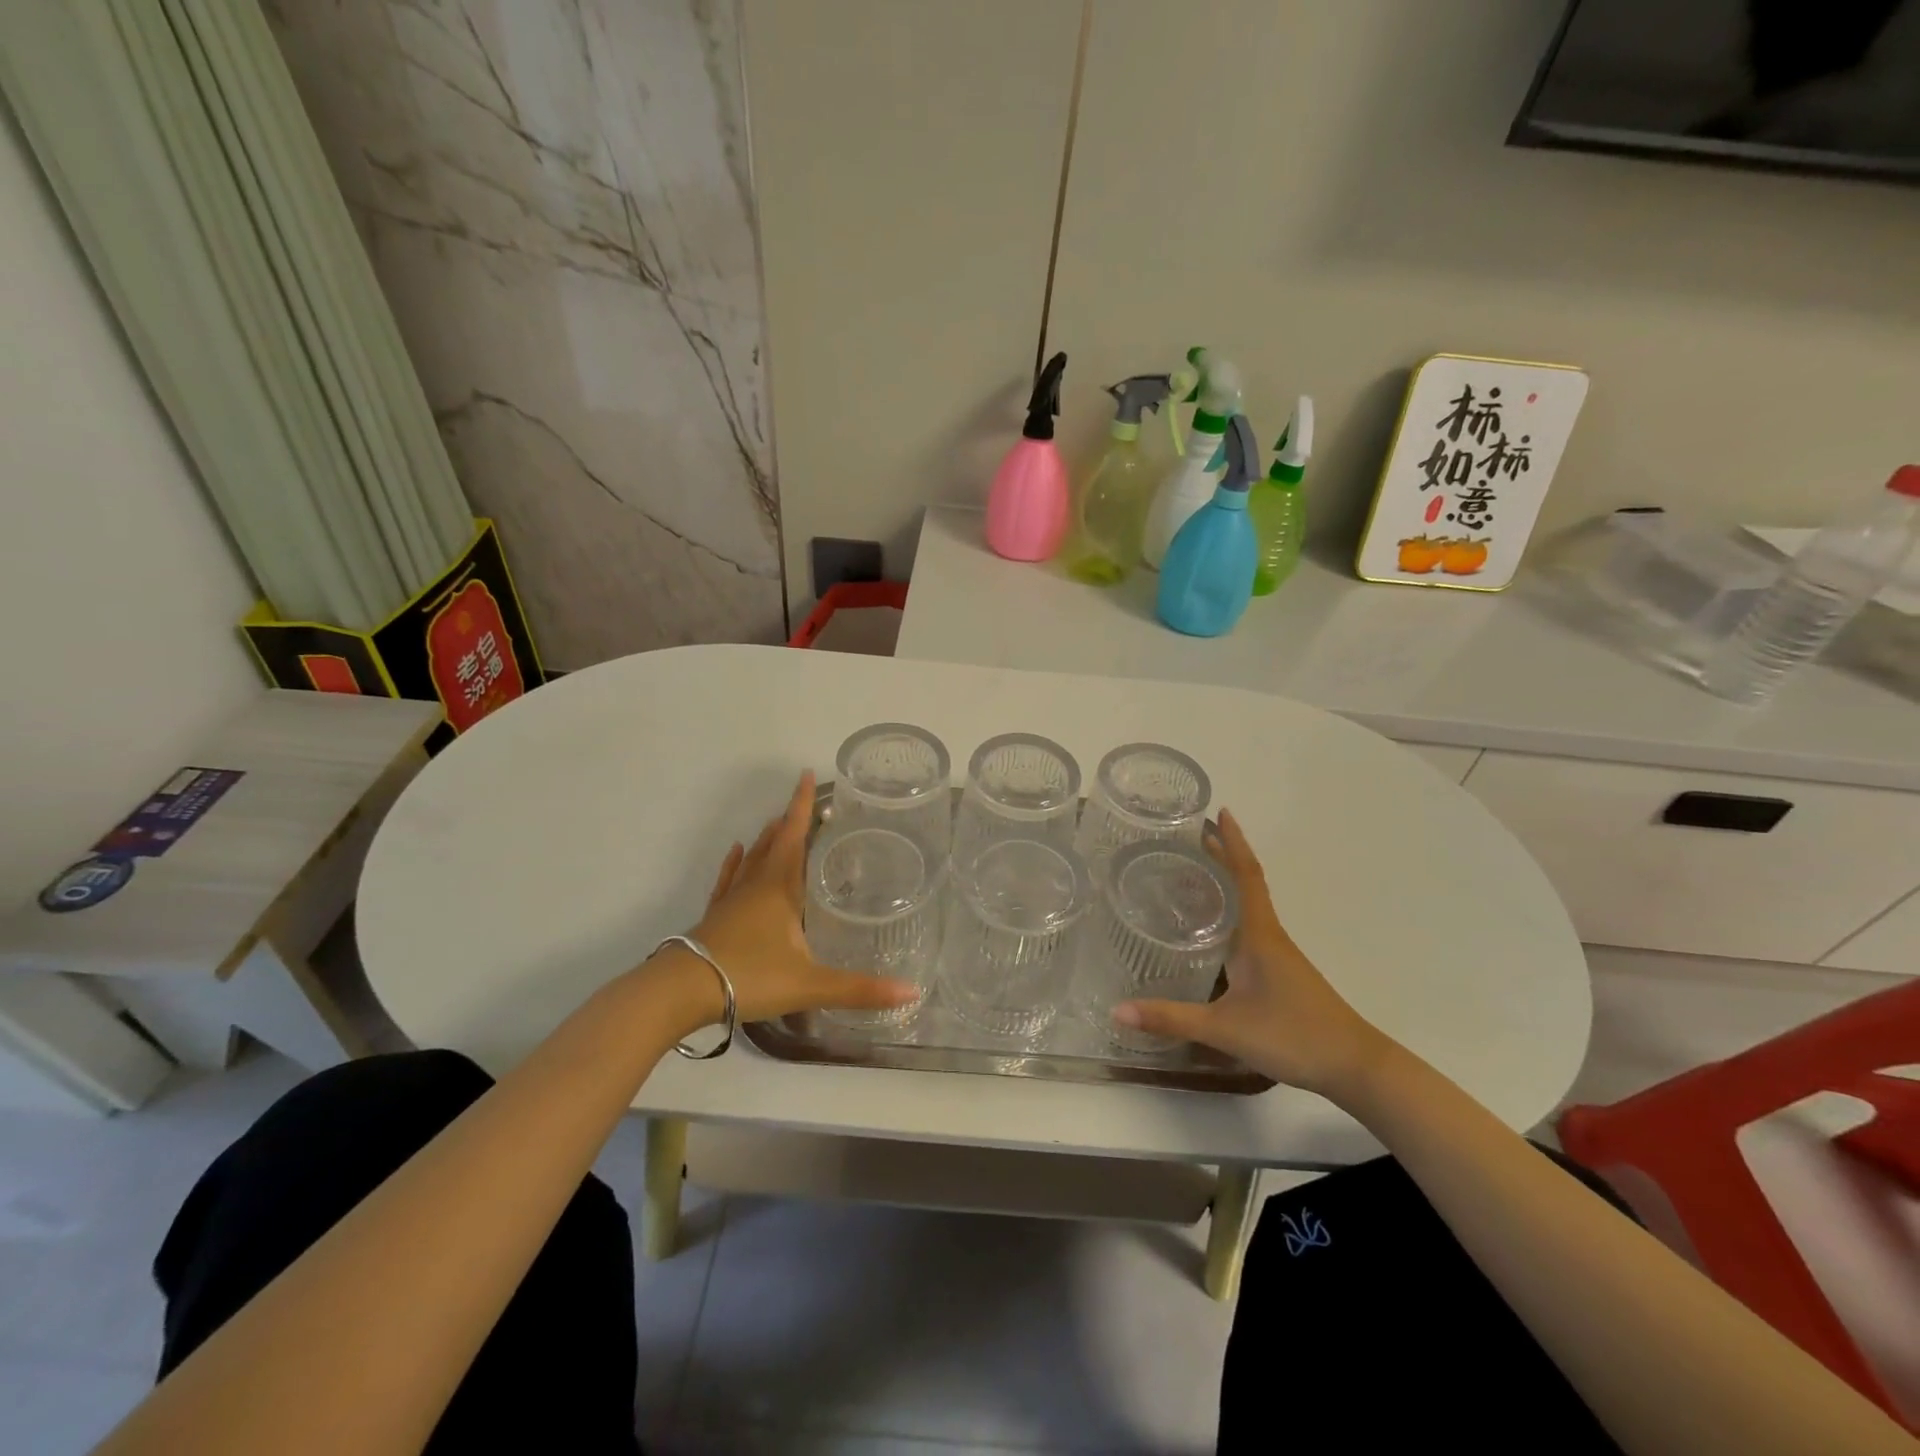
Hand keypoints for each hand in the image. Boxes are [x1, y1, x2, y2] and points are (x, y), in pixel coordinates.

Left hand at [675, 771, 918, 1025]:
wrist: (682, 992)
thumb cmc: (750, 977)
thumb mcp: (810, 984)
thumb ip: (859, 988)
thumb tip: (912, 992)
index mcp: (780, 888)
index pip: (795, 836)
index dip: (803, 806)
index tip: (807, 775)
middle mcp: (756, 885)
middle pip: (774, 843)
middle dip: (790, 821)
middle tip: (805, 805)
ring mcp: (732, 900)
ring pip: (752, 859)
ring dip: (766, 839)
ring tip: (776, 823)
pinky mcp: (715, 917)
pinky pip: (728, 880)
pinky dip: (734, 863)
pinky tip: (735, 853)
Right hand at [1115, 808, 1396, 1101]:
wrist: (1354, 1066)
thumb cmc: (1293, 1035)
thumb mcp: (1225, 1028)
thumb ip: (1171, 1018)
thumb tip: (1117, 1010)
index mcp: (1258, 934)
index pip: (1245, 874)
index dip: (1232, 842)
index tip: (1219, 812)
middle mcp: (1268, 936)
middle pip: (1243, 884)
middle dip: (1220, 857)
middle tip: (1186, 838)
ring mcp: (1276, 955)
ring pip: (1245, 908)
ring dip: (1223, 886)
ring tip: (1187, 875)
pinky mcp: (1278, 974)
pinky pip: (1247, 930)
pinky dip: (1226, 916)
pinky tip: (1209, 932)